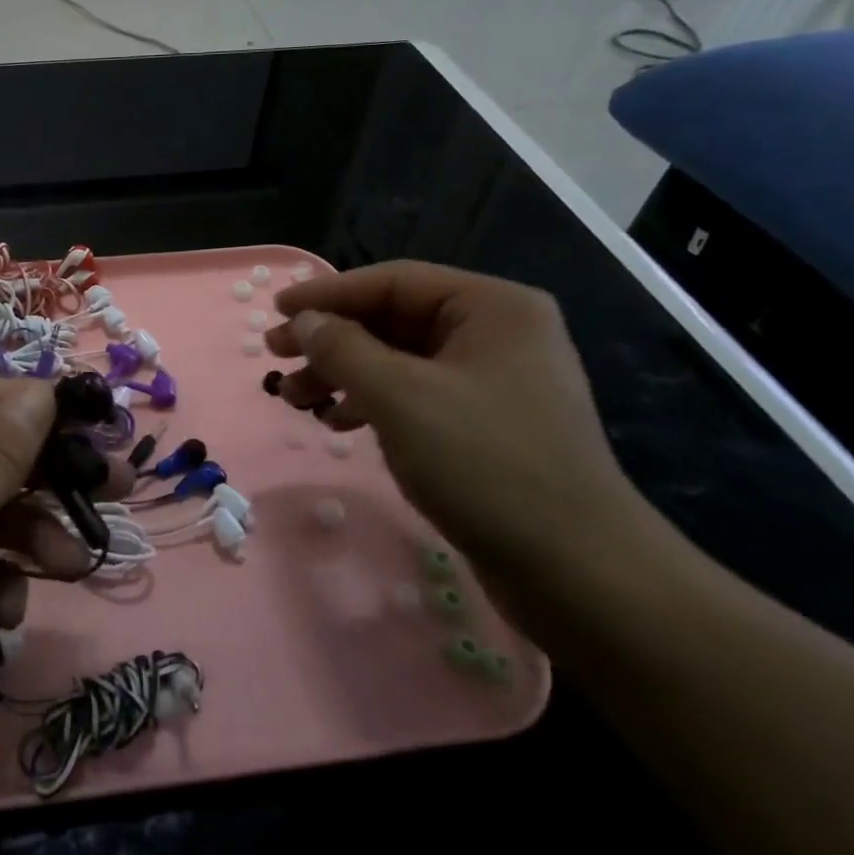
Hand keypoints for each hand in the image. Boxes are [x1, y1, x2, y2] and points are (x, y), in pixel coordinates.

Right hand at [267, 261, 663, 602]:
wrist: (578, 573)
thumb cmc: (486, 464)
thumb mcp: (400, 396)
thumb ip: (342, 349)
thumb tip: (302, 321)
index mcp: (491, 308)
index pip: (393, 282)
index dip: (327, 293)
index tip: (275, 311)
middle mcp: (496, 335)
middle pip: (393, 320)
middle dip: (331, 340)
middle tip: (275, 356)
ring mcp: (494, 383)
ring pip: (399, 361)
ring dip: (343, 375)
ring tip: (295, 399)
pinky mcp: (486, 427)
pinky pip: (415, 396)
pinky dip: (372, 404)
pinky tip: (337, 424)